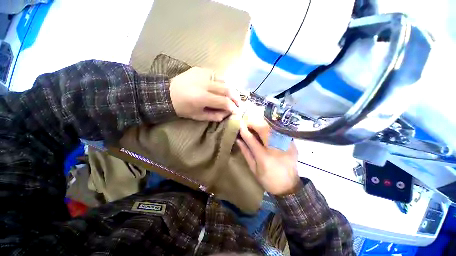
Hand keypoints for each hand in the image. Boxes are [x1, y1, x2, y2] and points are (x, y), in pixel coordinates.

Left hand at [170, 67, 240, 121]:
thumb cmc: (183, 108)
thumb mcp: (198, 116)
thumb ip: (214, 116)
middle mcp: (204, 84)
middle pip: (227, 89)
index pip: (224, 102)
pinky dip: (223, 82)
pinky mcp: (200, 69)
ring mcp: (203, 74)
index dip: (233, 107)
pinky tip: (222, 87)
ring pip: (224, 80)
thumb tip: (227, 114)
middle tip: (238, 103)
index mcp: (202, 98)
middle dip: (236, 97)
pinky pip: (217, 75)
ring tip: (233, 96)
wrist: (167, 94)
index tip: (237, 111)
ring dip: (231, 89)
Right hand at [236, 109, 300, 194]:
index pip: (252, 139)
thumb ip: (246, 152)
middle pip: (264, 129)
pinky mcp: (292, 144)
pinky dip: (270, 128)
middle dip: (254, 123)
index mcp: (264, 158)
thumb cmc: (268, 180)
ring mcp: (286, 145)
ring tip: (254, 125)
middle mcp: (276, 149)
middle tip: (247, 122)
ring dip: (261, 124)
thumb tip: (239, 139)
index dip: (244, 130)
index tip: (239, 124)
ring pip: (272, 127)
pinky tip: (265, 131)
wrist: (289, 187)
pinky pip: (279, 131)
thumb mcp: (253, 169)